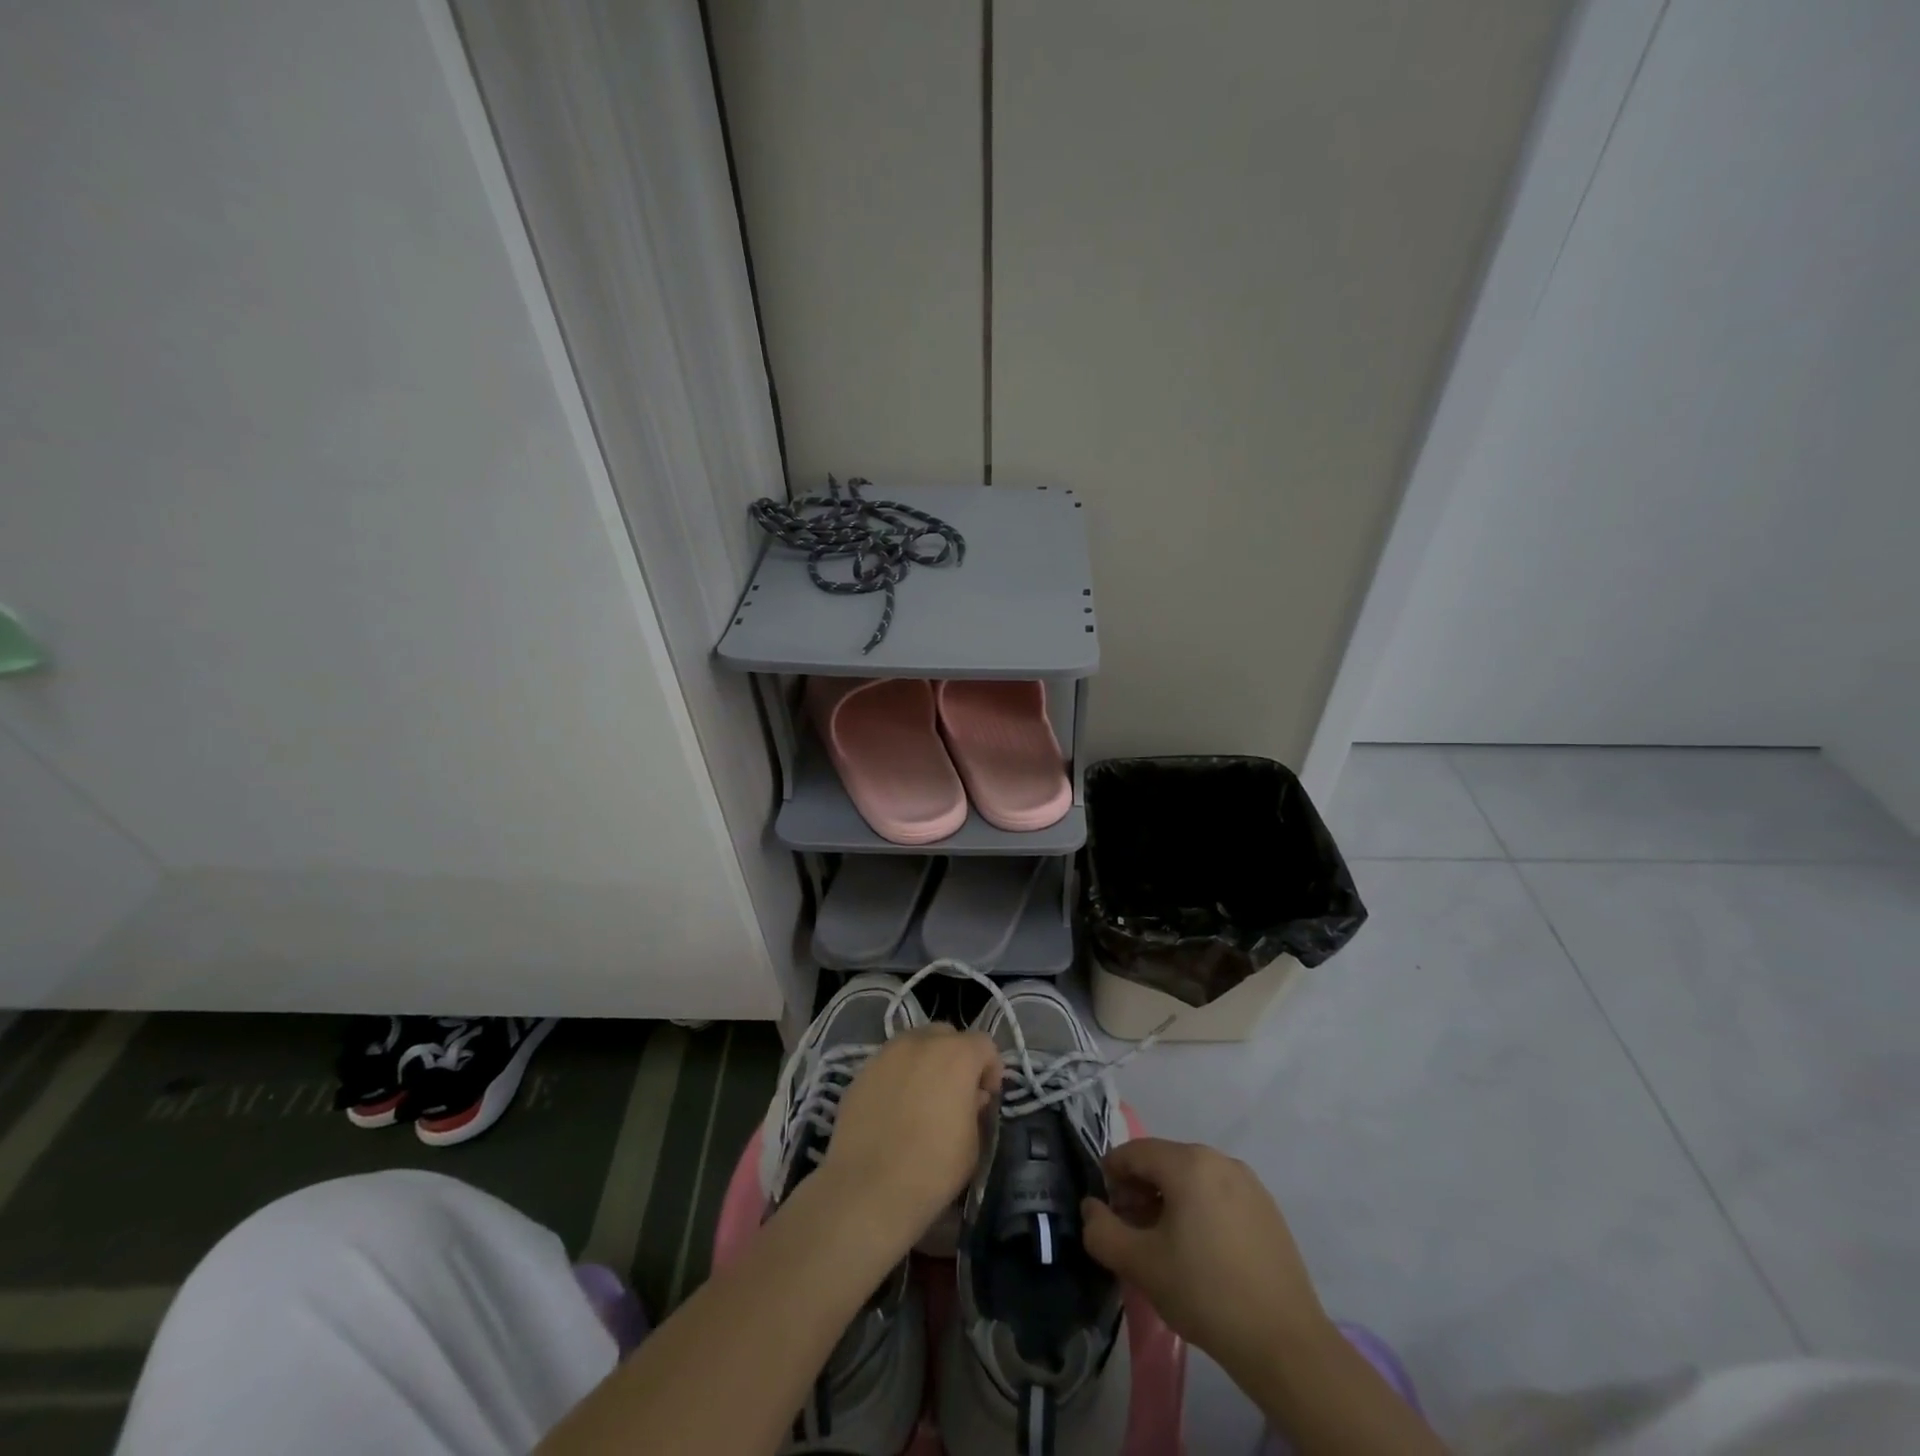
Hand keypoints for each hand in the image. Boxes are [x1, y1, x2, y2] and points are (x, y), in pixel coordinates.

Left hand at [820, 1025, 1000, 1243]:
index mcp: (956, 1055)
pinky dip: (898, 1077)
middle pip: (946, 1035)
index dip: (990, 1068)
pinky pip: (888, 1064)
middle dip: (956, 1057)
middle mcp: (920, 1043)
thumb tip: (971, 1096)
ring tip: (922, 1098)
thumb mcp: (973, 1143)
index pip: (984, 1043)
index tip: (986, 1096)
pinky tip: (894, 1109)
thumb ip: (975, 1108)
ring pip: (914, 1045)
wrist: (867, 1189)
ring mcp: (886, 1054)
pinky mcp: (861, 1071)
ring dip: (925, 1062)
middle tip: (955, 1092)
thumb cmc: (932, 1168)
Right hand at [1082, 1138, 1332, 1378]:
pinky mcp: (1267, 1209)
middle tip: (1130, 1231)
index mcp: (1189, 1162)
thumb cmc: (1205, 1293)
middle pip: (1164, 1162)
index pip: (1134, 1152)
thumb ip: (1102, 1231)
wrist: (1285, 1344)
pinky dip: (1198, 1210)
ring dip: (1168, 1202)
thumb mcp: (1141, 1265)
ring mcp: (1248, 1183)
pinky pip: (1218, 1195)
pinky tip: (1199, 1253)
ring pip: (1192, 1179)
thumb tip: (1090, 1208)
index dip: (1111, 1176)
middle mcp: (1219, 1159)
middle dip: (1139, 1191)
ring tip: (1163, 1246)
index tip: (1105, 1211)